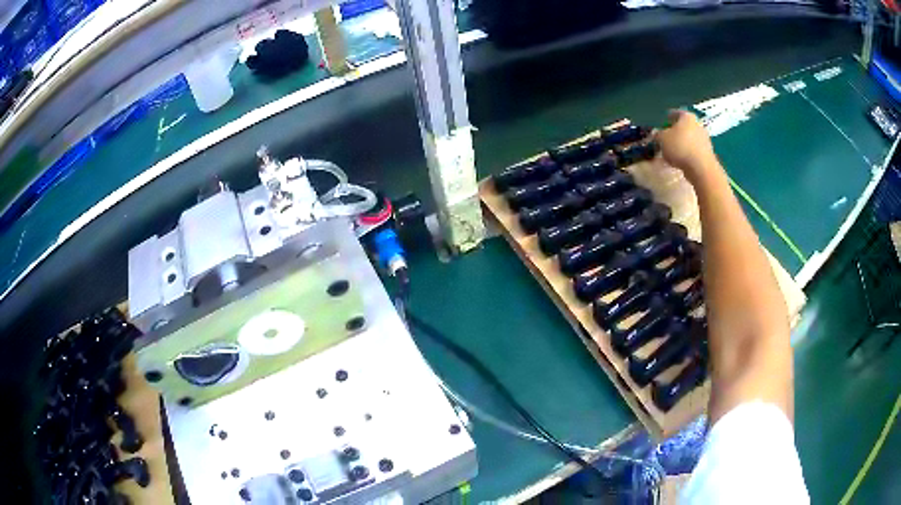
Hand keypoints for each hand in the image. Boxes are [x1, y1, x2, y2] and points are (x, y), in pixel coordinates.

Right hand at [655, 110, 719, 185]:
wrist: (701, 168)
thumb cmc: (680, 147)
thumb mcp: (662, 139)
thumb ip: (658, 135)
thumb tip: (657, 135)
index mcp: (687, 117)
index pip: (676, 113)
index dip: (668, 117)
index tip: (663, 122)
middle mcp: (698, 125)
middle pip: (684, 126)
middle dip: (675, 132)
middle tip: (666, 138)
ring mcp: (704, 139)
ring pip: (689, 139)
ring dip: (681, 144)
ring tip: (672, 152)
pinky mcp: (707, 153)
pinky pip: (694, 150)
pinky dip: (687, 153)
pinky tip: (680, 160)